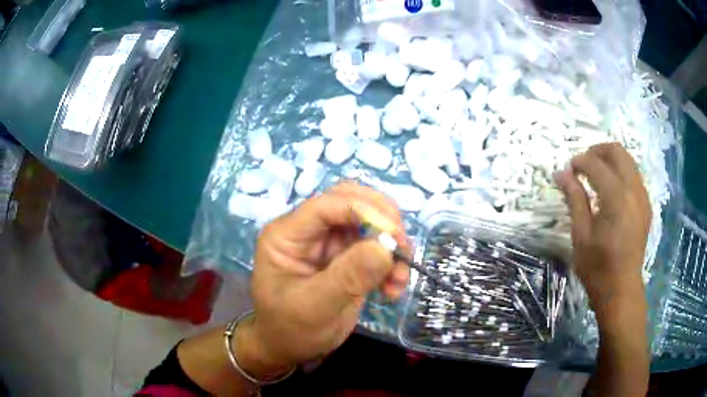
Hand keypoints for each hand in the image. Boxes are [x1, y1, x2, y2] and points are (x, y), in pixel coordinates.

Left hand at [235, 183, 410, 378]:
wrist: (290, 347)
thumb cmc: (291, 329)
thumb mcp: (315, 307)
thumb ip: (348, 277)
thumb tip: (386, 246)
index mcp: (287, 235)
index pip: (326, 205)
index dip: (363, 211)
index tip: (393, 236)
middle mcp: (309, 230)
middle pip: (351, 201)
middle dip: (382, 221)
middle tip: (401, 249)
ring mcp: (329, 242)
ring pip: (370, 222)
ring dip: (392, 245)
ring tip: (400, 279)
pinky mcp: (347, 257)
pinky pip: (377, 246)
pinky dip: (392, 263)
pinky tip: (394, 289)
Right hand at [555, 143, 650, 317]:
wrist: (622, 290)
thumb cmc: (598, 268)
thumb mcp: (581, 235)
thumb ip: (574, 199)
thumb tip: (561, 174)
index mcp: (616, 198)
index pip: (596, 164)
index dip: (580, 162)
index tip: (568, 171)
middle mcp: (634, 190)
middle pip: (617, 151)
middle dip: (597, 151)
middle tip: (583, 165)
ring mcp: (643, 197)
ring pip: (628, 160)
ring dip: (610, 160)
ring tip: (596, 175)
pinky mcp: (646, 205)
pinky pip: (634, 176)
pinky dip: (620, 173)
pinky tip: (610, 190)